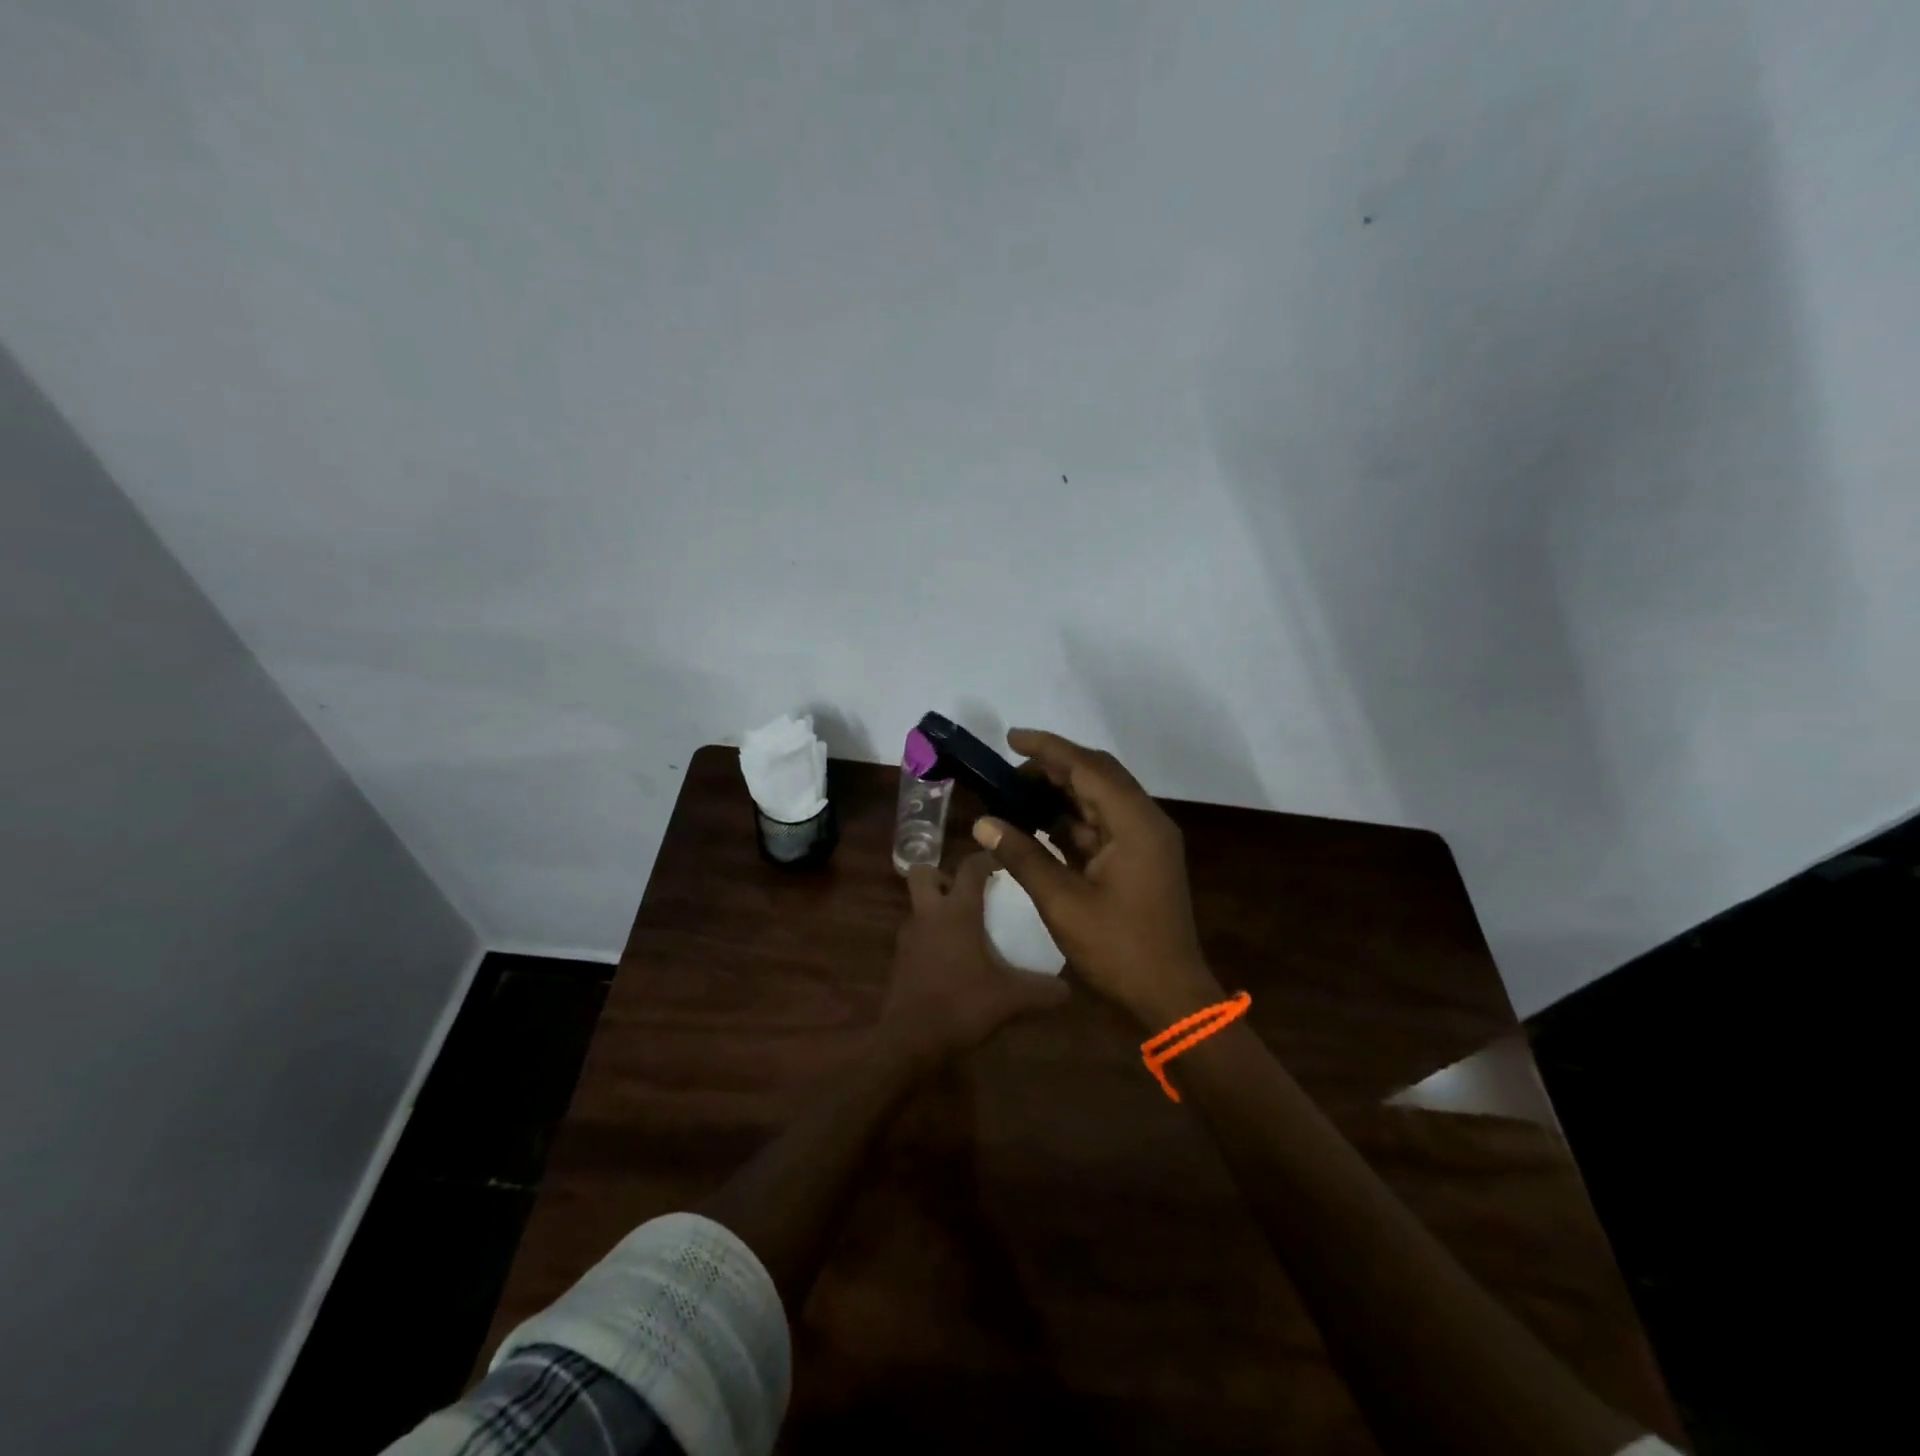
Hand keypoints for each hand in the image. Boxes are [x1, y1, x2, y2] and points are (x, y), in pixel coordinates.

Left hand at [879, 852, 1070, 1064]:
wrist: (908, 1040)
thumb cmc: (961, 1005)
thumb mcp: (1011, 999)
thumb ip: (1042, 991)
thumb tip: (1068, 989)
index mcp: (956, 911)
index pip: (970, 867)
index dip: (987, 858)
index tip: (1004, 861)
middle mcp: (929, 914)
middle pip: (925, 873)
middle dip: (944, 875)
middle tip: (970, 893)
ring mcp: (909, 936)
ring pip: (918, 904)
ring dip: (936, 907)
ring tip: (965, 926)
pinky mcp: (900, 959)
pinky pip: (917, 933)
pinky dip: (931, 936)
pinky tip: (952, 958)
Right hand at [973, 729, 1222, 1029]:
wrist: (1170, 996)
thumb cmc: (1119, 949)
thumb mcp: (1063, 902)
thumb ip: (1023, 856)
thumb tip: (983, 823)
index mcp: (1135, 823)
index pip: (1087, 768)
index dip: (1047, 749)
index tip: (1010, 738)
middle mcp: (1145, 822)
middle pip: (1097, 776)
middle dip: (1053, 767)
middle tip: (1009, 769)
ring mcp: (1145, 841)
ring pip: (1099, 800)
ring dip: (1061, 793)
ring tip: (1016, 793)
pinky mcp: (1140, 860)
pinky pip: (1102, 825)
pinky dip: (1071, 820)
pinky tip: (1039, 823)